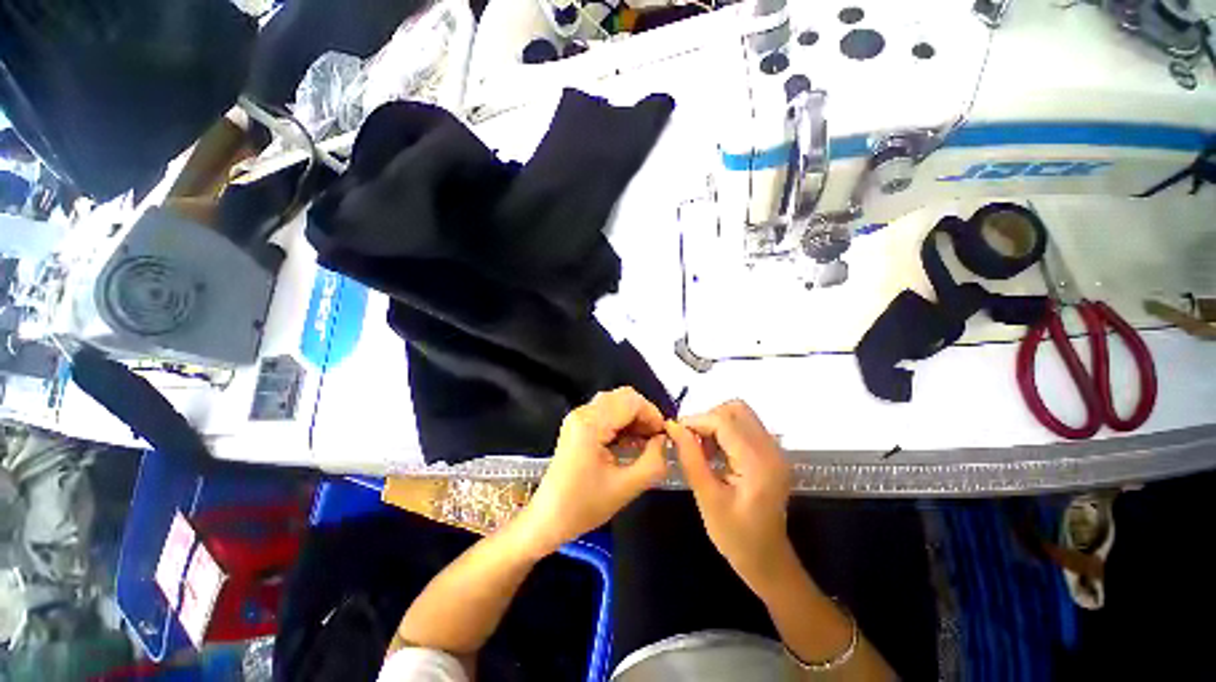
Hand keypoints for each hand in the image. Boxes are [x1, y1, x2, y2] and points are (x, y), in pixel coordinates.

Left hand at [519, 388, 668, 554]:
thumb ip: (654, 461)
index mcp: (591, 424)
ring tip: (645, 444)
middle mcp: (583, 413)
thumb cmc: (584, 506)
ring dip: (634, 419)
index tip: (664, 437)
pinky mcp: (578, 424)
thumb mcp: (626, 487)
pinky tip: (629, 444)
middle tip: (655, 440)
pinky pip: (607, 412)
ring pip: (616, 402)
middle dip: (644, 415)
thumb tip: (665, 440)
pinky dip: (623, 423)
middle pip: (624, 397)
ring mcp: (578, 417)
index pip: (631, 401)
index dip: (653, 415)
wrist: (548, 519)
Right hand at [666, 400, 793, 592]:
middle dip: (707, 418)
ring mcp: (775, 450)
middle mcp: (771, 450)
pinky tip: (715, 452)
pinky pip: (746, 426)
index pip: (724, 421)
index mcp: (758, 463)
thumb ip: (691, 458)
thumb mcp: (707, 498)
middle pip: (736, 410)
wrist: (768, 561)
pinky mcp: (771, 454)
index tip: (675, 432)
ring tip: (701, 447)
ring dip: (716, 423)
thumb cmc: (735, 536)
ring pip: (741, 414)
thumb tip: (674, 426)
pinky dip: (726, 431)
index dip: (696, 420)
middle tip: (690, 440)